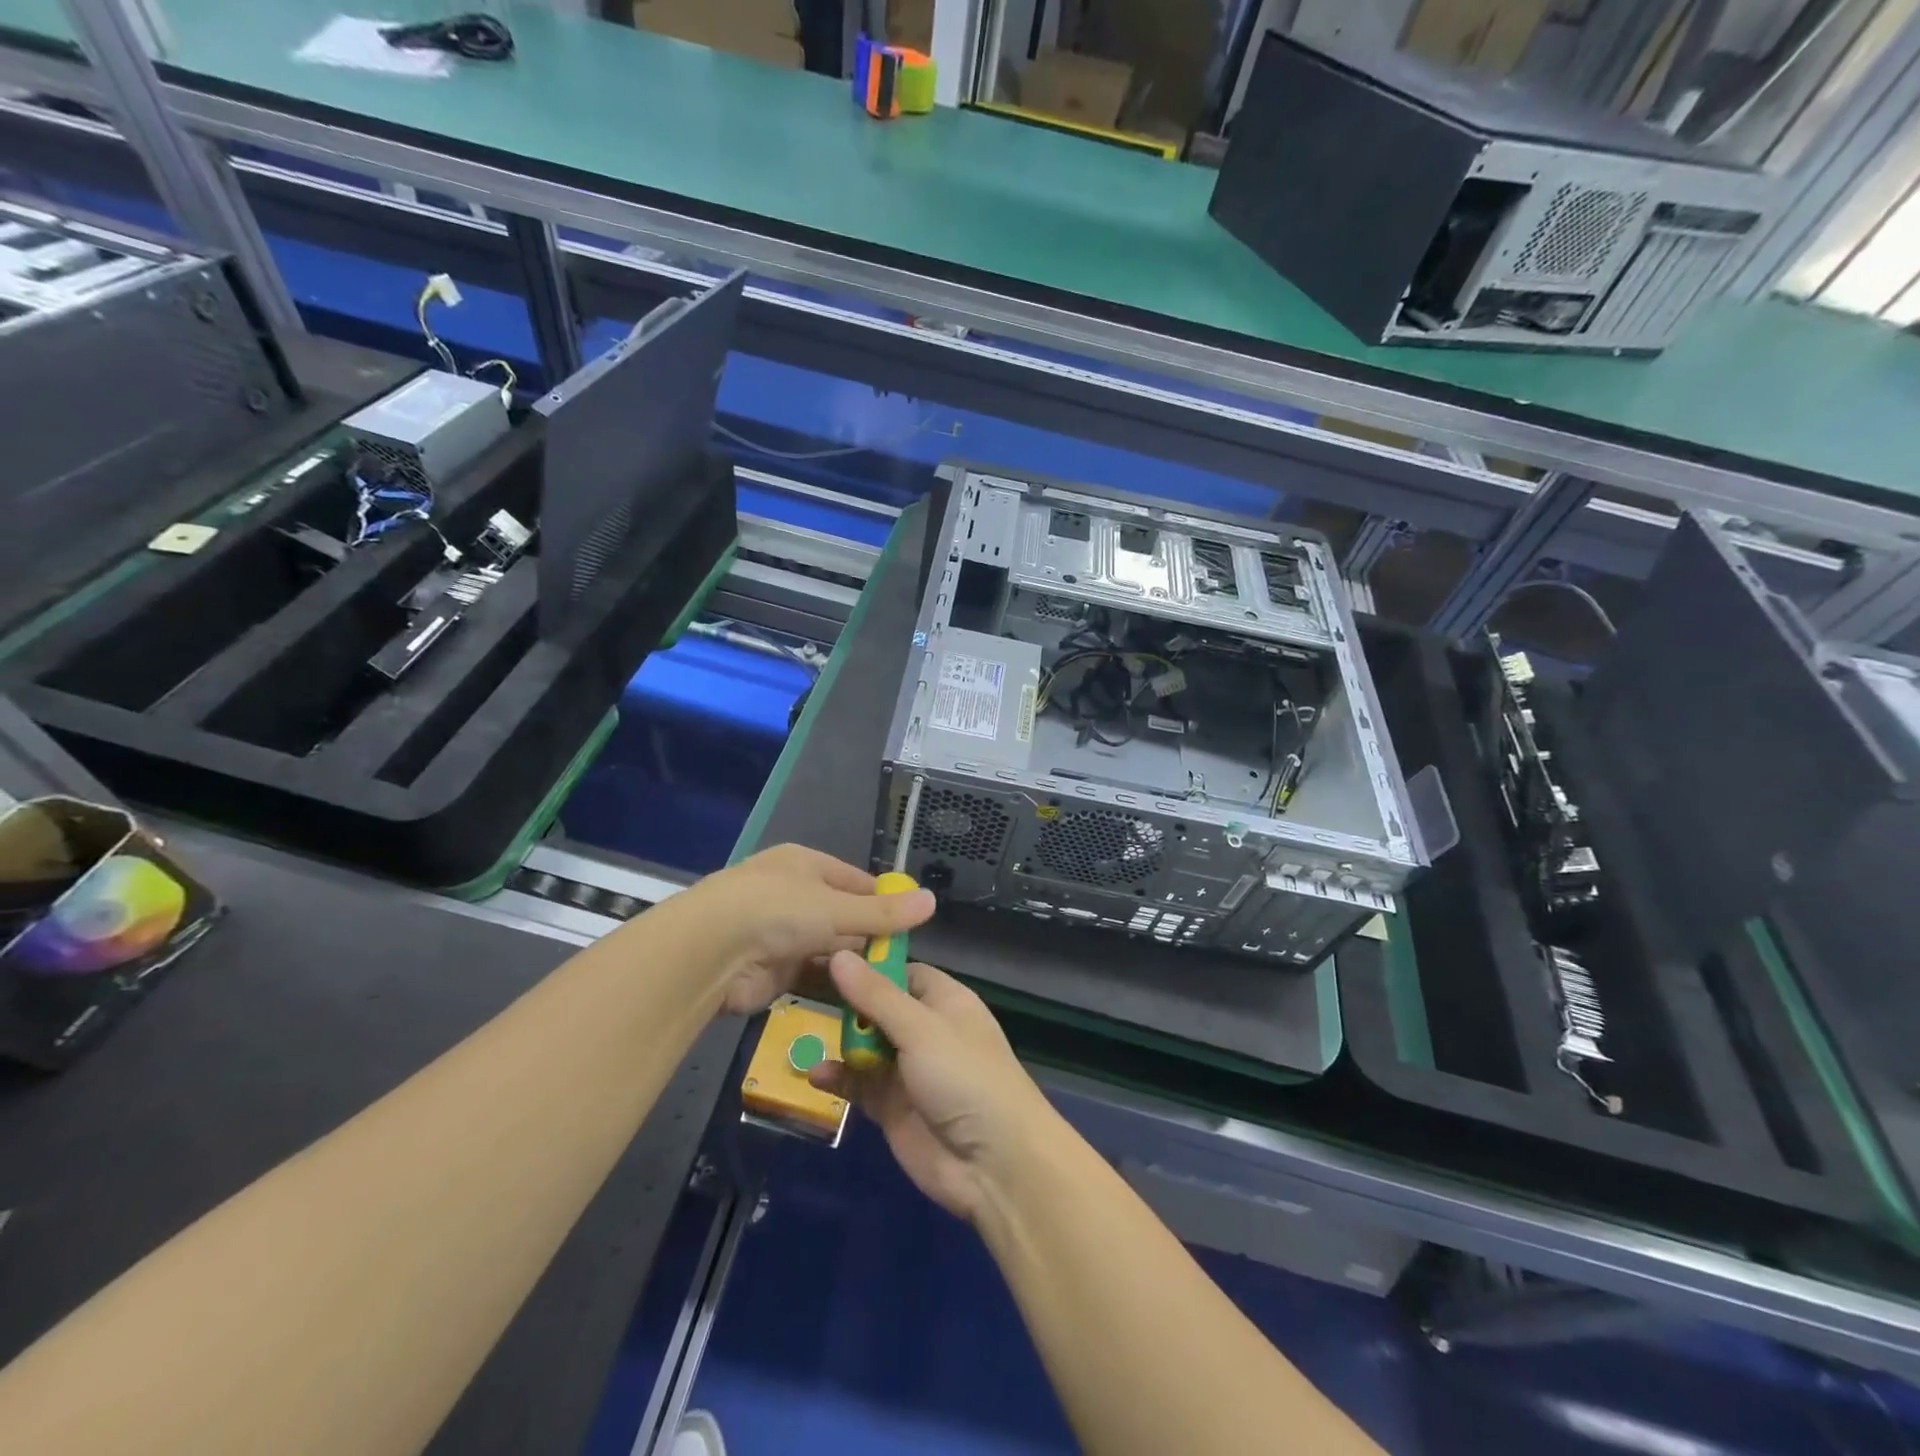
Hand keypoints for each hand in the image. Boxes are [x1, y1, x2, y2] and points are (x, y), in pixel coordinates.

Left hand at [678, 845, 935, 1016]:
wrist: (709, 953)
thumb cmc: (776, 911)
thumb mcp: (837, 909)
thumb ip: (883, 914)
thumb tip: (932, 901)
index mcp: (806, 866)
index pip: (856, 881)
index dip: (884, 901)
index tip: (913, 924)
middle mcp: (794, 895)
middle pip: (844, 917)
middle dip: (872, 938)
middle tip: (907, 962)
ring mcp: (781, 934)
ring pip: (830, 949)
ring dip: (854, 965)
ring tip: (892, 986)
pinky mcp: (773, 971)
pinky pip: (813, 976)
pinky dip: (835, 986)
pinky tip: (863, 1001)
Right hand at [810, 952, 1058, 1223]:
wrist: (994, 1164)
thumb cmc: (965, 1077)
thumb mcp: (921, 1029)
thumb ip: (876, 996)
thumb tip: (838, 954)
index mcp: (944, 1001)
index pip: (903, 972)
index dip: (870, 966)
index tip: (826, 957)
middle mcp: (926, 1030)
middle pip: (879, 1007)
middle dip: (847, 1004)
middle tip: (803, 991)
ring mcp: (908, 1070)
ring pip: (866, 1046)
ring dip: (840, 1042)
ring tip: (806, 1034)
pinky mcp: (892, 1107)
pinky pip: (859, 1085)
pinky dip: (839, 1079)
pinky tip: (816, 1075)